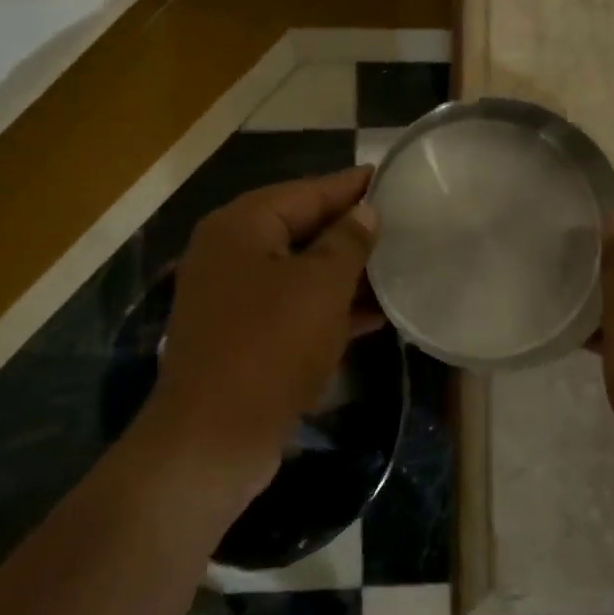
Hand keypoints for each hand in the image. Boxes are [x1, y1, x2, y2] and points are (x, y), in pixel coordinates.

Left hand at [149, 167, 380, 499]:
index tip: (389, 175)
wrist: (212, 439)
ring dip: (345, 273)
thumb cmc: (270, 346)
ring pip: (300, 271)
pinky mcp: (242, 335)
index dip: (350, 186)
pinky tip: (374, 314)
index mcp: (241, 226)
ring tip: (397, 267)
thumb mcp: (320, 287)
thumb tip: (364, 212)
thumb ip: (347, 242)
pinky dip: (329, 307)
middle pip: (301, 228)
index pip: (306, 191)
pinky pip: (293, 306)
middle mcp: (231, 252)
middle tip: (401, 223)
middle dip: (351, 230)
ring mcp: (233, 296)